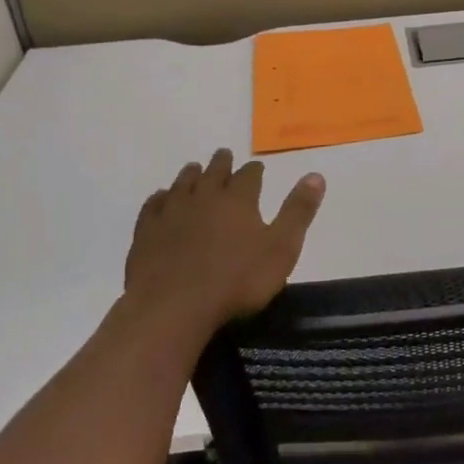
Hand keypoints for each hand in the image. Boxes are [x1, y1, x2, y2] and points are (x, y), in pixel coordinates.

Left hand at [124, 149, 325, 337]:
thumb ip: (298, 212)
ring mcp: (172, 211)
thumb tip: (316, 175)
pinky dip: (160, 197)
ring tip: (195, 169)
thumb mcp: (281, 249)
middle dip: (222, 163)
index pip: (249, 175)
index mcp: (238, 199)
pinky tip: (161, 198)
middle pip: (214, 171)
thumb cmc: (236, 281)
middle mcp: (205, 195)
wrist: (173, 306)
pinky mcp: (146, 230)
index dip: (254, 170)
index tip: (257, 168)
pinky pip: (154, 205)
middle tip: (224, 156)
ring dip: (192, 174)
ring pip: (183, 182)